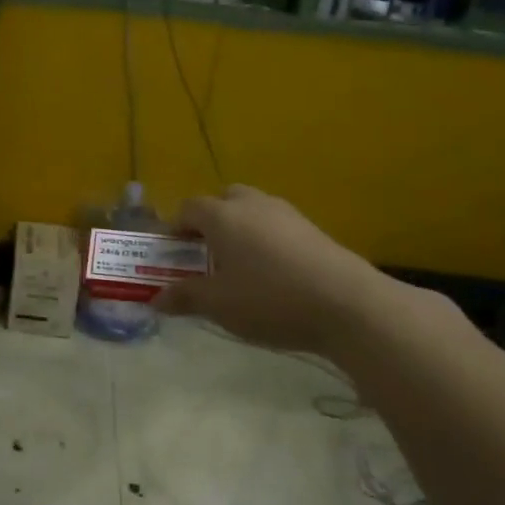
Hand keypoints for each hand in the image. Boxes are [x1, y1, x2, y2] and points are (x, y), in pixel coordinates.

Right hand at [161, 184, 398, 358]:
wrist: (348, 304)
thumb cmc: (269, 299)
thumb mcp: (219, 305)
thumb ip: (185, 297)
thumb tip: (156, 298)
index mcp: (222, 216)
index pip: (188, 208)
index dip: (176, 227)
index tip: (174, 253)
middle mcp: (252, 205)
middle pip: (224, 199)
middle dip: (212, 220)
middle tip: (209, 254)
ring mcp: (287, 214)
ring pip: (254, 210)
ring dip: (242, 229)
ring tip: (242, 265)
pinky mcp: (314, 230)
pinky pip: (279, 226)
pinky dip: (269, 240)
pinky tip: (275, 274)